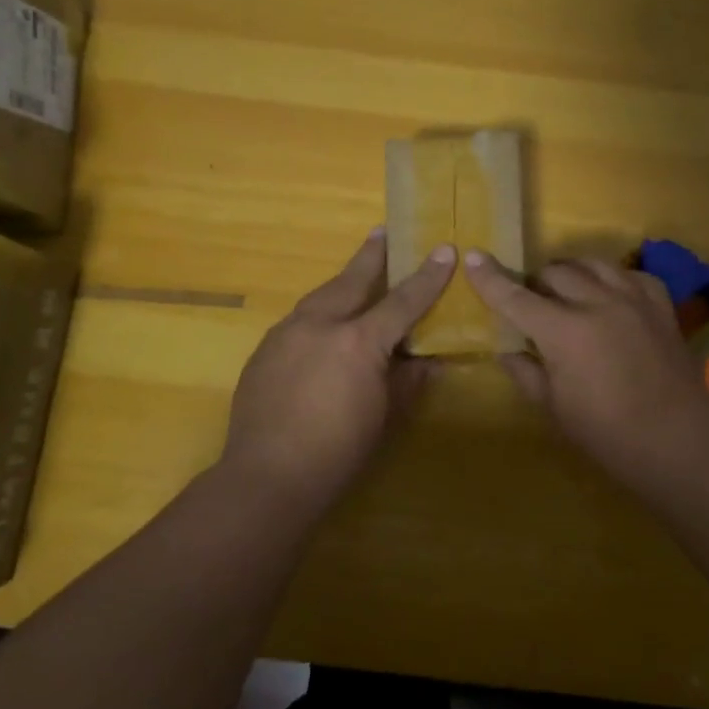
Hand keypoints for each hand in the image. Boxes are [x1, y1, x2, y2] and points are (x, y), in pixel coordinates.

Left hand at [222, 229, 455, 503]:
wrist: (265, 477)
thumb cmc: (337, 452)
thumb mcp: (384, 417)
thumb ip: (407, 382)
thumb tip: (429, 362)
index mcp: (358, 341)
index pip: (402, 300)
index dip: (427, 276)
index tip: (444, 250)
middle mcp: (320, 324)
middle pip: (352, 280)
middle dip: (371, 255)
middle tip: (383, 231)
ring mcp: (286, 334)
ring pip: (320, 296)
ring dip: (341, 283)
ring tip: (355, 275)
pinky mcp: (264, 350)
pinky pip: (298, 320)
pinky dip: (318, 314)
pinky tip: (321, 327)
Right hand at [463, 251, 708, 482]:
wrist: (677, 442)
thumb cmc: (607, 434)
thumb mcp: (554, 407)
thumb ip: (525, 372)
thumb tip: (506, 350)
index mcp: (564, 331)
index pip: (516, 296)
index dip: (490, 278)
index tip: (473, 257)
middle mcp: (597, 302)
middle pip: (554, 272)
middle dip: (534, 282)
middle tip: (530, 302)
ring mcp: (633, 298)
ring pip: (592, 263)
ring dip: (571, 273)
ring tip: (567, 291)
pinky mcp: (660, 304)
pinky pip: (630, 274)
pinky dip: (612, 280)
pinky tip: (610, 296)